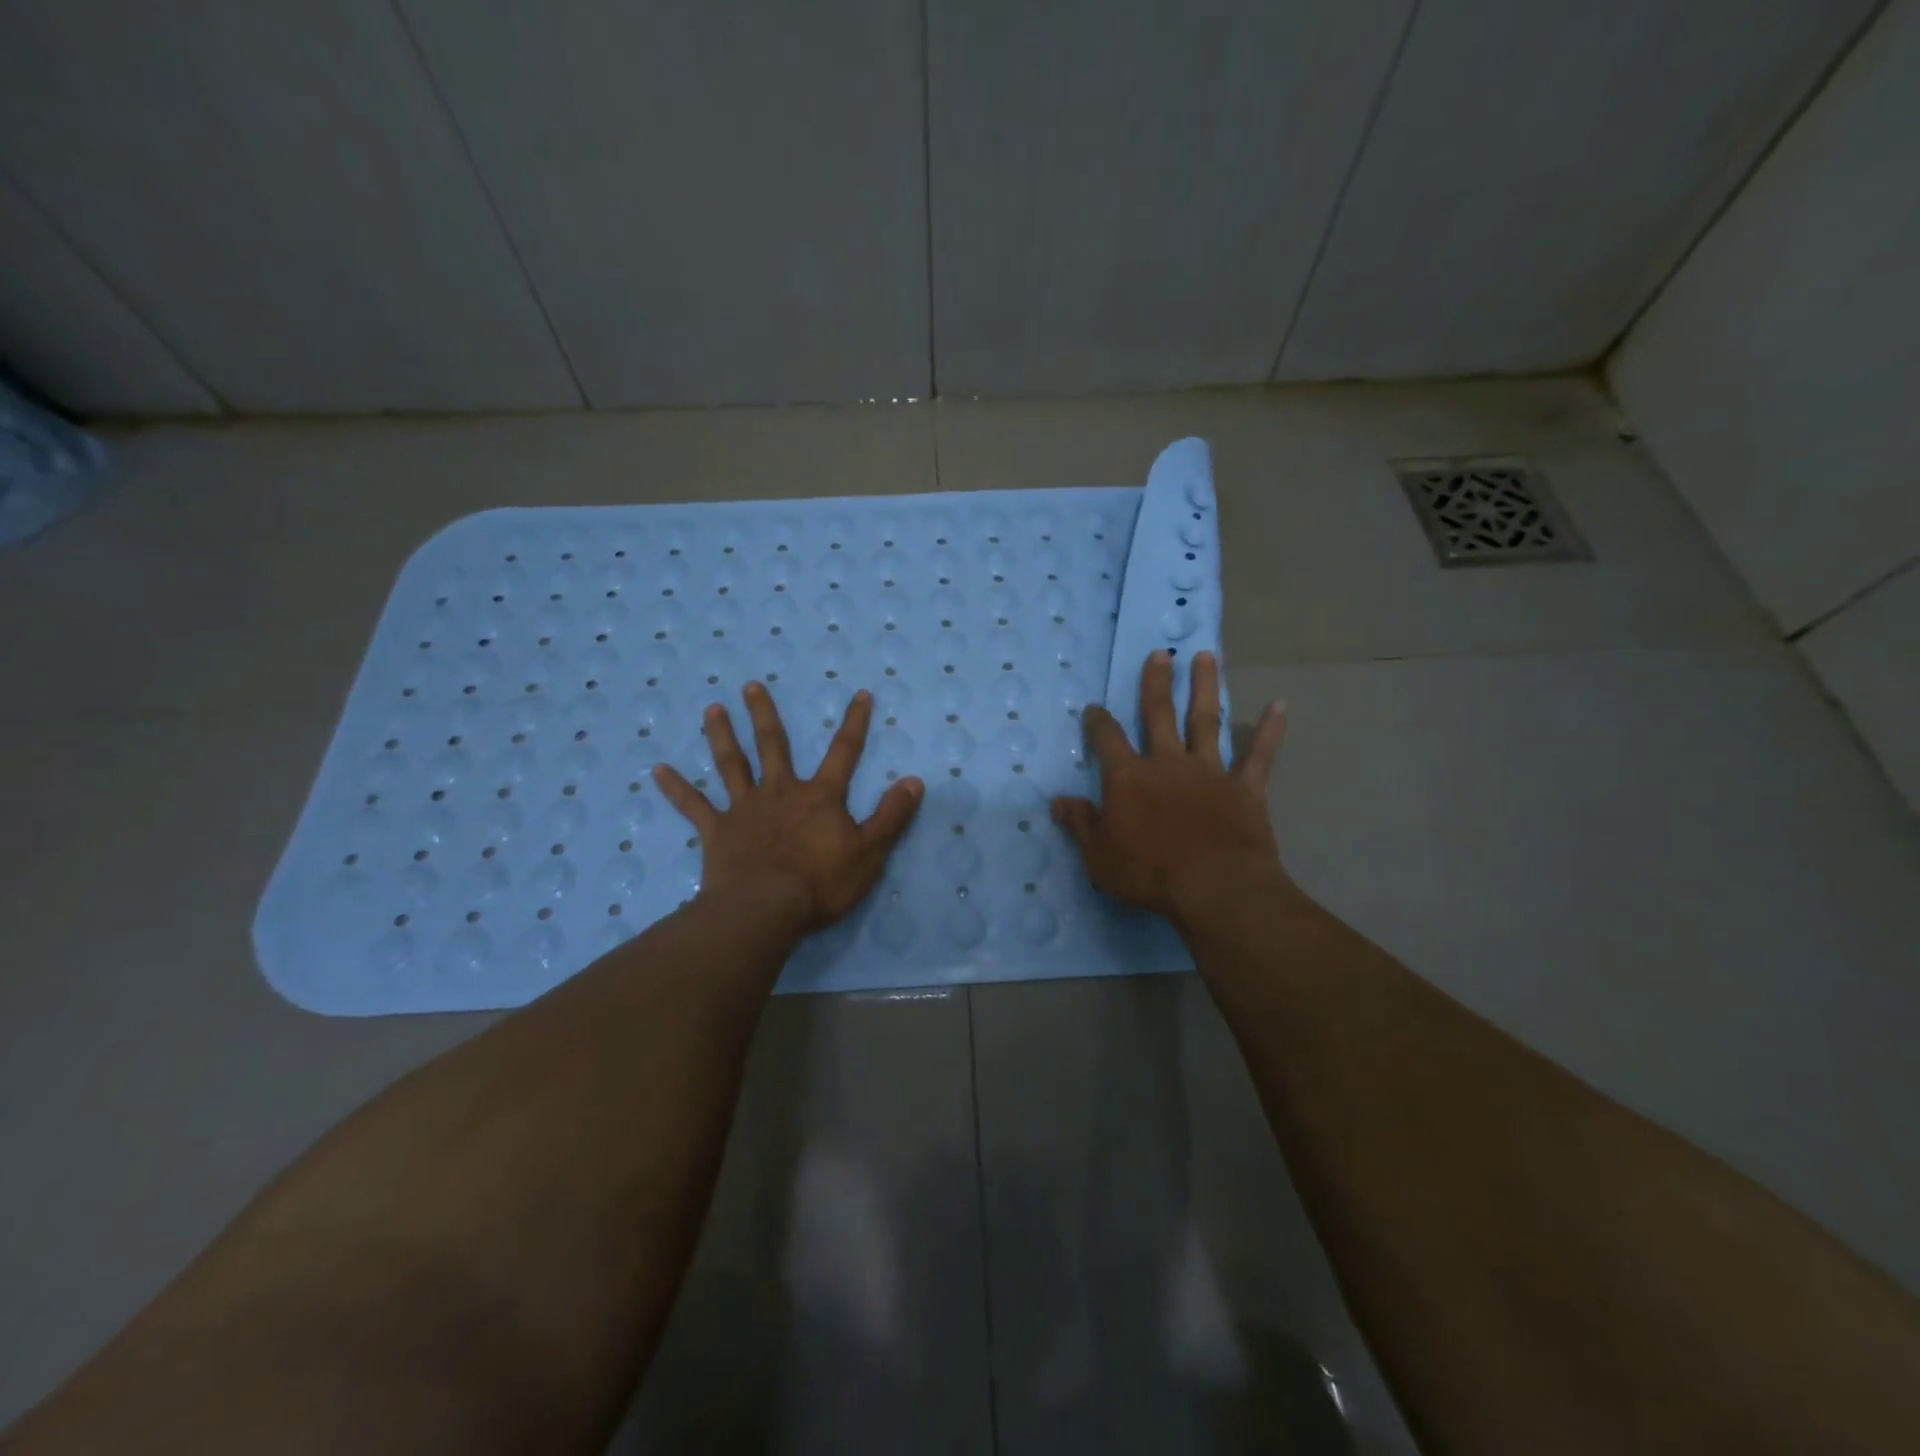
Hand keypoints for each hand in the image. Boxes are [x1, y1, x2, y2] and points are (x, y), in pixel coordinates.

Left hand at [653, 682, 923, 933]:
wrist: (765, 909)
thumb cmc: (821, 883)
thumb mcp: (870, 852)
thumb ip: (891, 815)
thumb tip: (915, 781)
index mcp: (819, 797)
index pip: (844, 752)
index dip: (855, 723)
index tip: (860, 693)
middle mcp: (780, 792)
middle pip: (773, 745)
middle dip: (765, 714)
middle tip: (751, 685)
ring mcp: (745, 809)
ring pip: (732, 764)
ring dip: (721, 735)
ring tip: (711, 708)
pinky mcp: (717, 832)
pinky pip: (693, 806)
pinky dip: (676, 788)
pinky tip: (657, 769)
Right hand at [1053, 650, 1289, 925]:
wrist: (1214, 888)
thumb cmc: (1148, 873)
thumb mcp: (1099, 855)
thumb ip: (1080, 823)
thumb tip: (1057, 801)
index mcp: (1129, 778)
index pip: (1107, 739)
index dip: (1098, 722)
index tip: (1094, 708)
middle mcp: (1167, 763)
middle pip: (1159, 714)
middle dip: (1156, 683)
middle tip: (1160, 654)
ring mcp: (1209, 772)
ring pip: (1205, 721)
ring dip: (1205, 687)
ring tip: (1206, 656)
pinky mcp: (1244, 788)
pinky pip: (1259, 755)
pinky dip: (1269, 730)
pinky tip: (1279, 705)